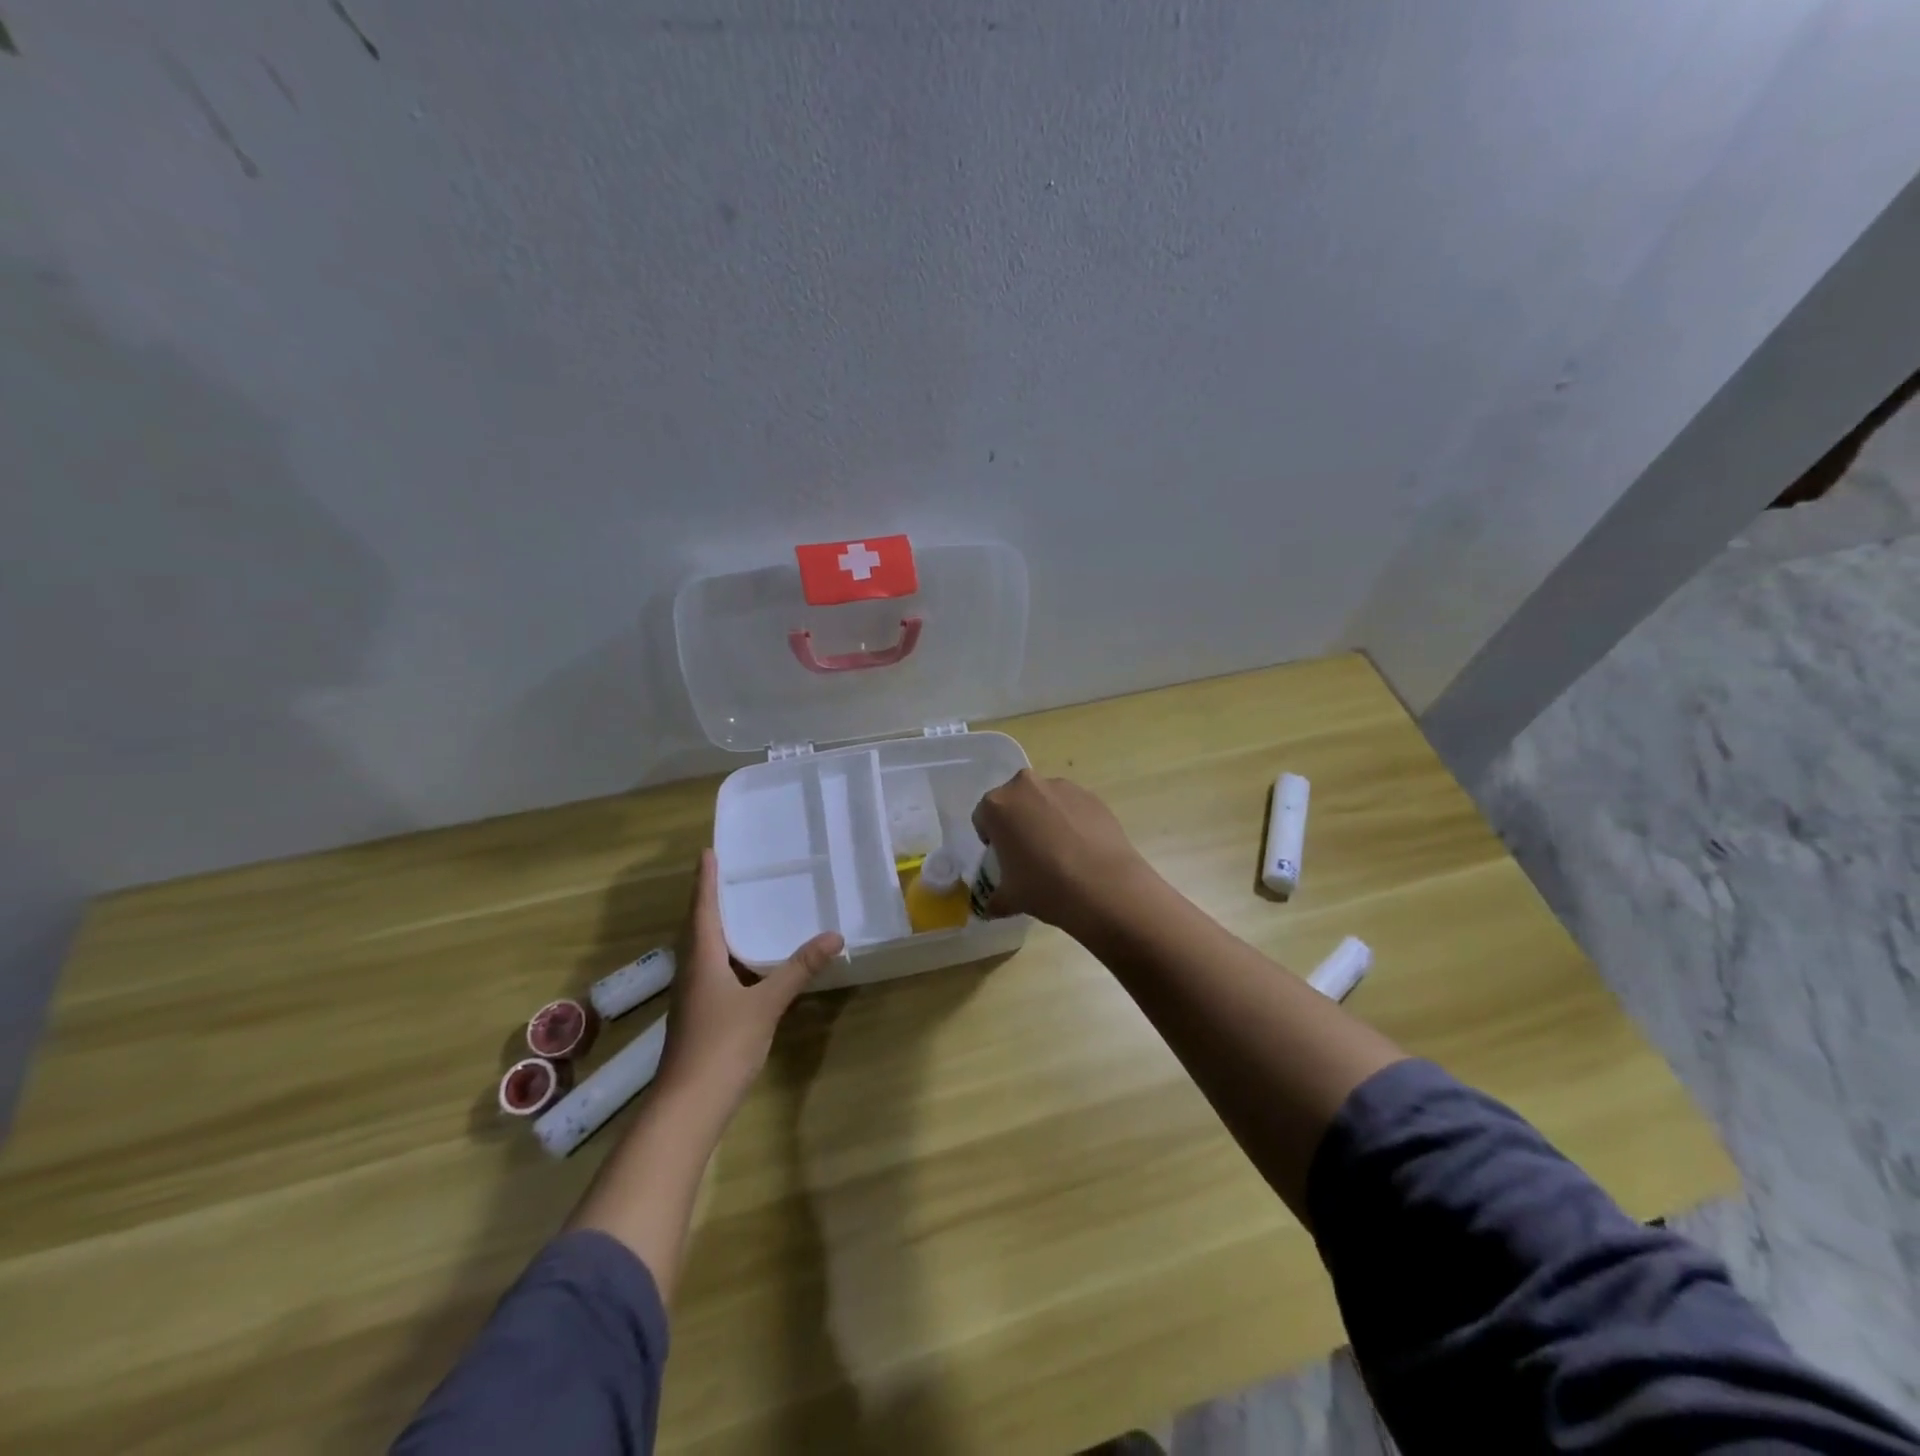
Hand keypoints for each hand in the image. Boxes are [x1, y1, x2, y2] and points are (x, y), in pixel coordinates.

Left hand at [655, 849, 843, 1114]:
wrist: (688, 1107)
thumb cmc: (722, 1046)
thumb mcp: (766, 1004)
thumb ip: (798, 969)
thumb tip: (833, 935)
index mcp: (702, 960)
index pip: (702, 909)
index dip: (706, 880)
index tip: (708, 852)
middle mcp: (691, 972)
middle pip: (697, 927)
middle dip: (709, 899)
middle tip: (728, 873)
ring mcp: (692, 996)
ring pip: (703, 950)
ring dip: (716, 926)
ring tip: (739, 908)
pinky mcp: (699, 1015)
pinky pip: (711, 970)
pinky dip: (726, 954)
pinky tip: (745, 961)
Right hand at [970, 770, 1156, 934]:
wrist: (1104, 886)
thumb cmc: (1045, 887)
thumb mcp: (1009, 899)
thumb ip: (994, 899)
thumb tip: (990, 908)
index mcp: (997, 805)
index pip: (983, 817)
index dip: (991, 839)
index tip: (1005, 859)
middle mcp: (1026, 786)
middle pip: (1014, 802)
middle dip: (1018, 822)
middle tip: (1030, 853)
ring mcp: (1061, 787)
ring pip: (1044, 801)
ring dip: (1045, 818)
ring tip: (1061, 852)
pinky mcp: (1090, 795)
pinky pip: (1071, 806)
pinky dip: (1072, 821)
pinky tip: (1082, 849)